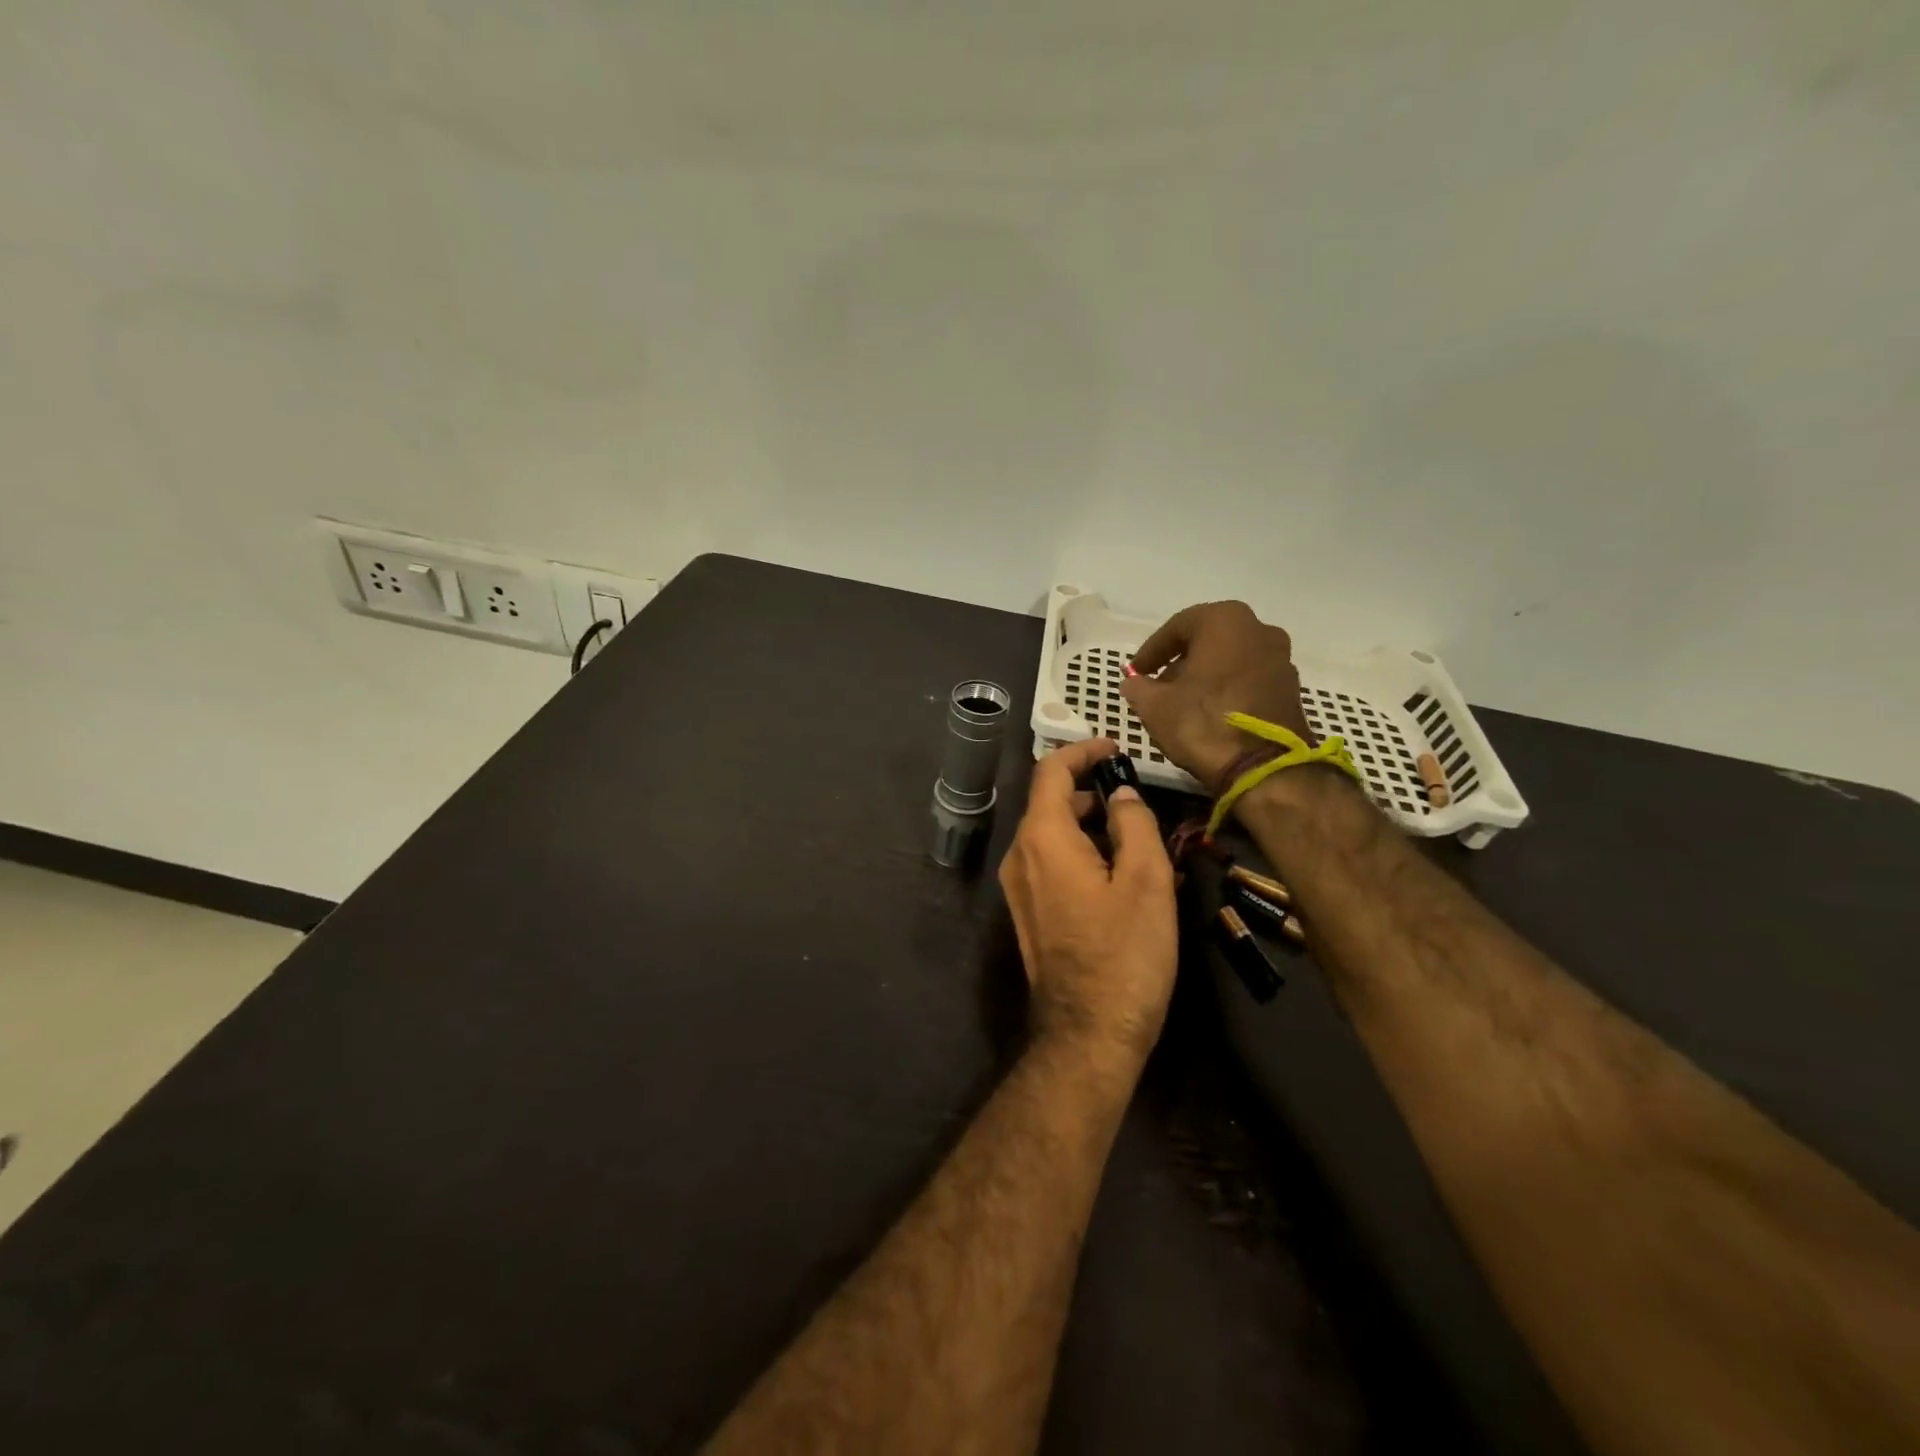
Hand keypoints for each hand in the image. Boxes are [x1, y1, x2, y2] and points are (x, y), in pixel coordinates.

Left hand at [998, 738, 1177, 1069]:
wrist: (1087, 1034)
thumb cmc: (1124, 954)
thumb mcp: (1146, 882)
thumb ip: (1135, 825)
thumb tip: (1121, 796)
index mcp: (1042, 838)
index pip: (1050, 771)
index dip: (1082, 752)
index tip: (1115, 748)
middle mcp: (1019, 856)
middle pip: (1049, 802)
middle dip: (1090, 790)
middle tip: (1135, 796)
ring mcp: (1018, 887)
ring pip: (1050, 834)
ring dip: (1088, 823)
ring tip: (1136, 835)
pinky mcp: (1027, 912)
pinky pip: (1050, 863)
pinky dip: (1080, 850)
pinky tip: (1118, 870)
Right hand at [1120, 601, 1312, 789]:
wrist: (1264, 767)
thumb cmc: (1202, 722)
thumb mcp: (1154, 705)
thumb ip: (1138, 687)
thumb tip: (1133, 683)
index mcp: (1224, 620)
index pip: (1176, 628)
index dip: (1150, 651)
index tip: (1134, 672)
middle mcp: (1258, 629)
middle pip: (1207, 642)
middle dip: (1179, 663)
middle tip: (1156, 688)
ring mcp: (1280, 658)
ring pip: (1230, 661)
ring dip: (1204, 677)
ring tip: (1181, 705)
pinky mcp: (1290, 689)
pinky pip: (1248, 680)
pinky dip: (1226, 691)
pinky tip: (1209, 715)